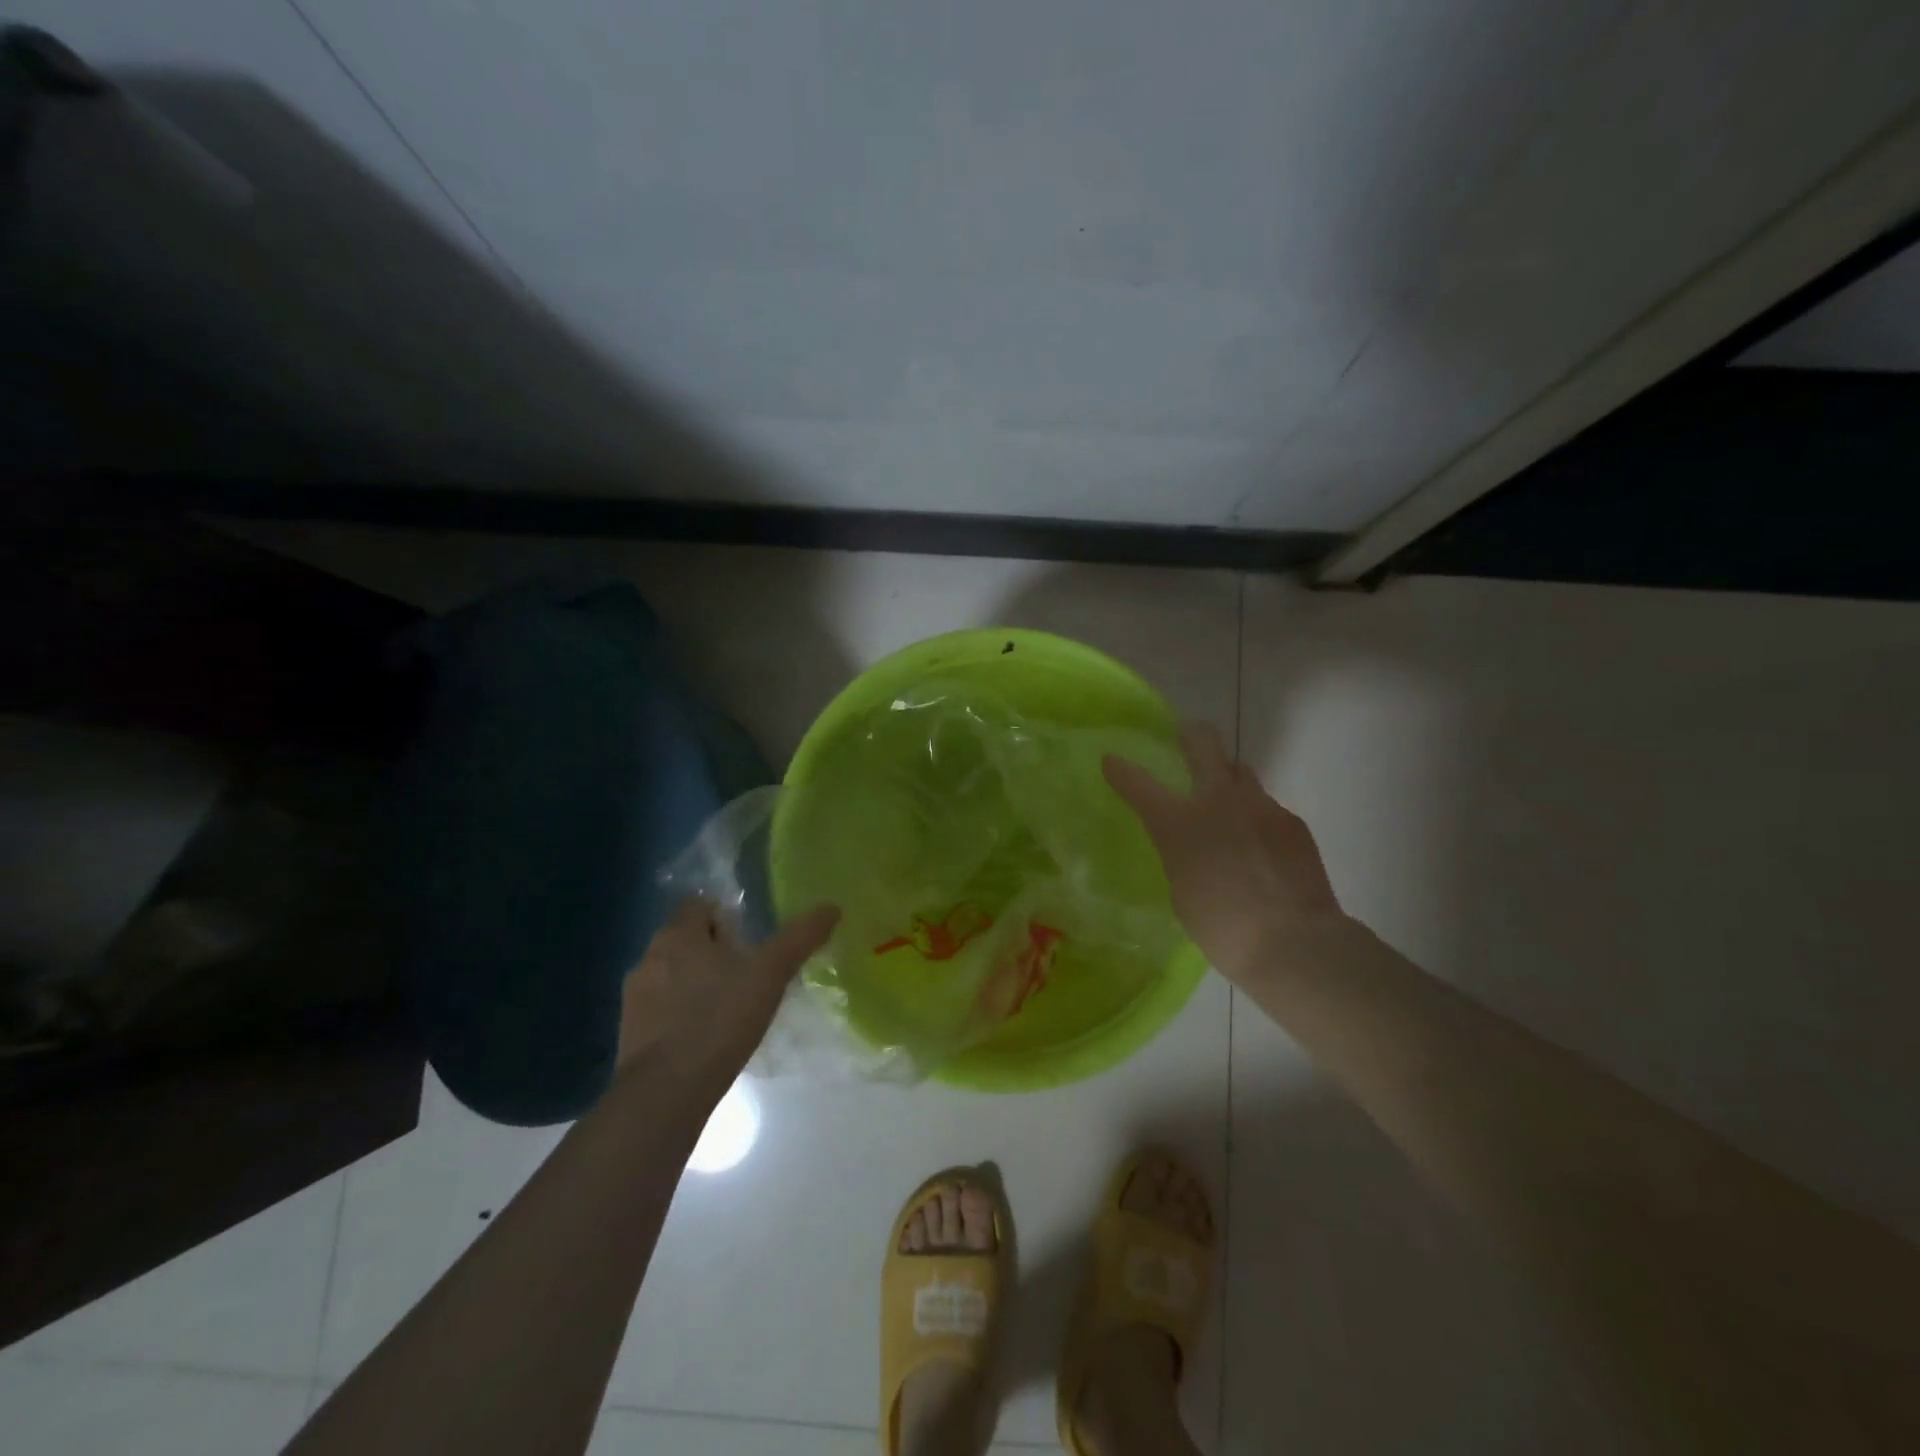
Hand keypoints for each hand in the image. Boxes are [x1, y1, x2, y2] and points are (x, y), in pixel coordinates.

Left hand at [616, 898, 839, 1096]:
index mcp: (677, 934)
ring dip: (698, 984)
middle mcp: (649, 958)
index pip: (698, 905)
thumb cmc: (719, 1018)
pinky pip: (663, 1011)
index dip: (725, 915)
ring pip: (673, 976)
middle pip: (686, 940)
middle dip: (715, 951)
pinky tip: (710, 1037)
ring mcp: (635, 999)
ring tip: (731, 1007)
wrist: (665, 1093)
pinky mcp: (631, 1035)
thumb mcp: (770, 973)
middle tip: (749, 972)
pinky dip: (684, 1016)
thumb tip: (832, 907)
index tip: (751, 939)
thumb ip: (800, 937)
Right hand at [1104, 723, 1339, 980]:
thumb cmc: (1222, 927)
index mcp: (1179, 823)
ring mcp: (1260, 806)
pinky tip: (1262, 848)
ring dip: (1228, 780)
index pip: (1139, 784)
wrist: (1293, 942)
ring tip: (1230, 807)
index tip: (1111, 760)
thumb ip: (1181, 854)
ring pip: (1240, 771)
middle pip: (1203, 743)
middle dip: (1191, 736)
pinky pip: (1267, 807)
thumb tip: (1193, 844)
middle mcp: (1218, 801)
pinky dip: (1257, 819)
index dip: (1121, 770)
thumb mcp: (1181, 890)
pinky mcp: (1291, 821)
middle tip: (1187, 740)